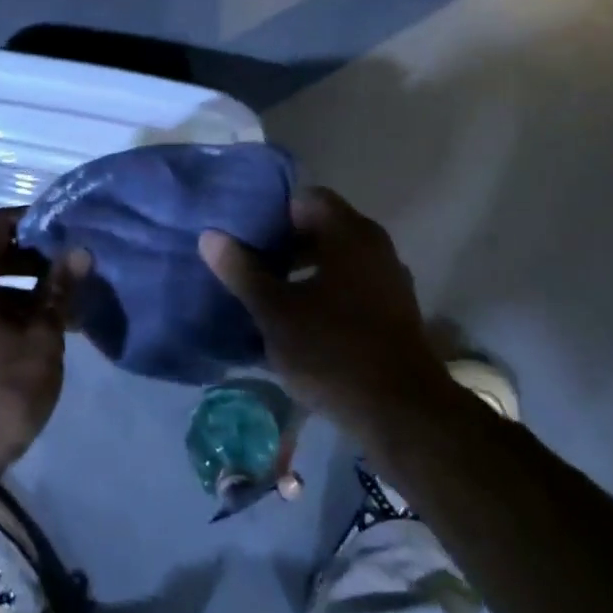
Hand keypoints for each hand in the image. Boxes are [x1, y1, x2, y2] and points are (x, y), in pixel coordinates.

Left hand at [0, 208, 82, 503]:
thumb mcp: (39, 342)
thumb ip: (58, 293)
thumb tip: (78, 251)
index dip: (31, 218)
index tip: (67, 228)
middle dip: (36, 258)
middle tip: (76, 269)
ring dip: (28, 290)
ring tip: (69, 307)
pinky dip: (12, 312)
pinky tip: (45, 335)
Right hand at [199, 187, 446, 437]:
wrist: (401, 413)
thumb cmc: (332, 351)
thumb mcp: (274, 312)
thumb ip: (241, 270)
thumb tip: (211, 236)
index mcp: (349, 234)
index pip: (306, 199)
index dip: (273, 213)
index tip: (245, 236)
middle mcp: (375, 246)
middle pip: (322, 229)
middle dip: (284, 245)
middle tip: (249, 266)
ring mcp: (389, 280)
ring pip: (336, 261)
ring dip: (303, 272)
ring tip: (267, 296)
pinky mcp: (394, 312)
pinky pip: (352, 287)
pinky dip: (324, 294)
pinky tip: (299, 323)